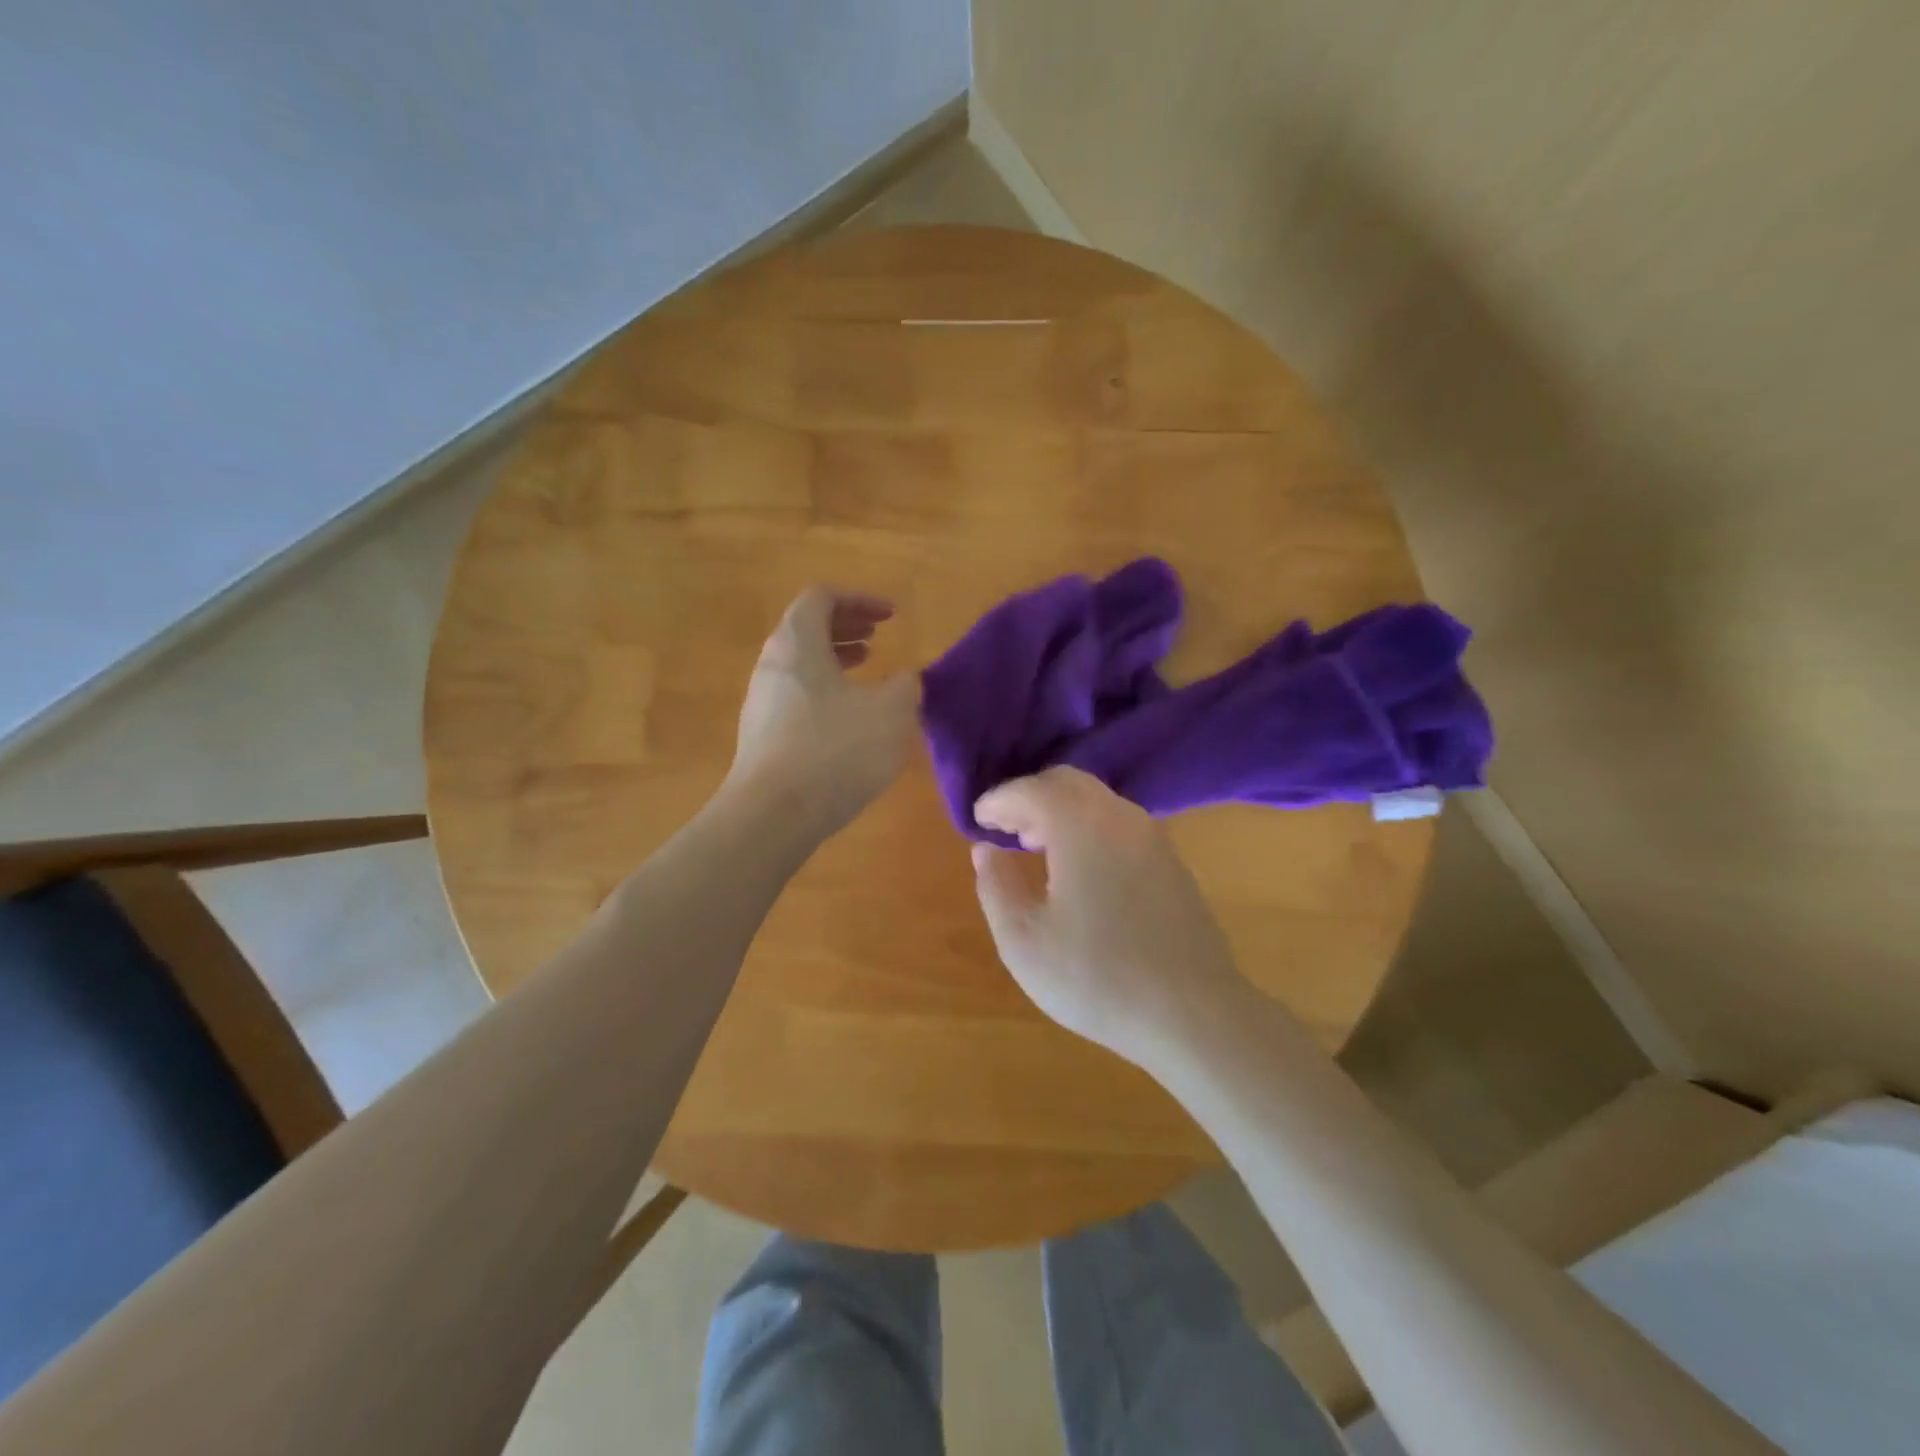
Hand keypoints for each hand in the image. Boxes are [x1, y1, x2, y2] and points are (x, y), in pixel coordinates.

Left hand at [727, 587, 918, 837]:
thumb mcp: (891, 713)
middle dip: (845, 626)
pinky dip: (824, 690)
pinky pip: (796, 695)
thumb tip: (905, 679)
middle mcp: (772, 665)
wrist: (773, 815)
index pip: (821, 597)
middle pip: (806, 628)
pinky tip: (848, 718)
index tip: (891, 615)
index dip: (859, 599)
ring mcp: (762, 702)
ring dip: (835, 659)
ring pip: (800, 664)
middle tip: (877, 636)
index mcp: (798, 644)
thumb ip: (905, 686)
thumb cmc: (835, 751)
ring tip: (866, 671)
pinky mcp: (762, 736)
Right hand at [970, 767, 1252, 1067]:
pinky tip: (1082, 870)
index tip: (978, 819)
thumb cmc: (1095, 977)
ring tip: (1038, 847)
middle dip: (1031, 797)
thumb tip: (985, 850)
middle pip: (1067, 782)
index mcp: (1079, 825)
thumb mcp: (1023, 940)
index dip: (998, 799)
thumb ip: (996, 885)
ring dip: (1062, 811)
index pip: (1030, 790)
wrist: (1192, 1013)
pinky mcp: (1172, 862)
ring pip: (1098, 801)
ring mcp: (1153, 837)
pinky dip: (1090, 828)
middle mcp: (1119, 816)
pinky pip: (1120, 824)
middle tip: (1007, 828)